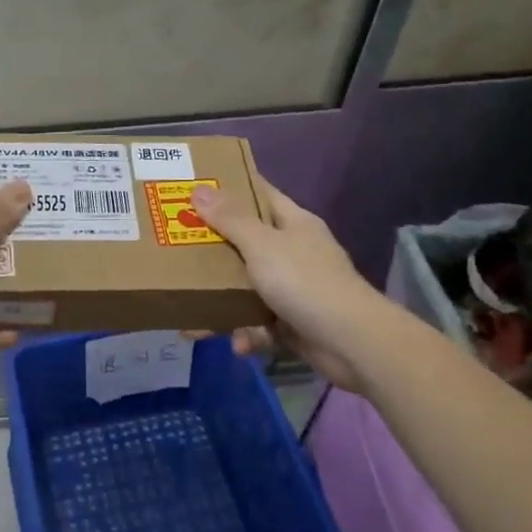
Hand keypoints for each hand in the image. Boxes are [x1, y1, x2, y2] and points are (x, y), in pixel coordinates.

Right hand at [190, 180, 382, 391]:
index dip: (231, 188)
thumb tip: (199, 189)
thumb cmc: (305, 282)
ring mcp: (296, 288)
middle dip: (215, 250)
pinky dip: (248, 333)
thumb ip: (230, 219)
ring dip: (225, 303)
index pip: (260, 194)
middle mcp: (295, 251)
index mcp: (293, 223)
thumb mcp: (262, 245)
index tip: (196, 188)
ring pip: (250, 287)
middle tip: (179, 249)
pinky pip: (261, 323)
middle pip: (248, 242)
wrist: (353, 343)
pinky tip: (238, 344)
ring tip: (194, 316)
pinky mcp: (295, 323)